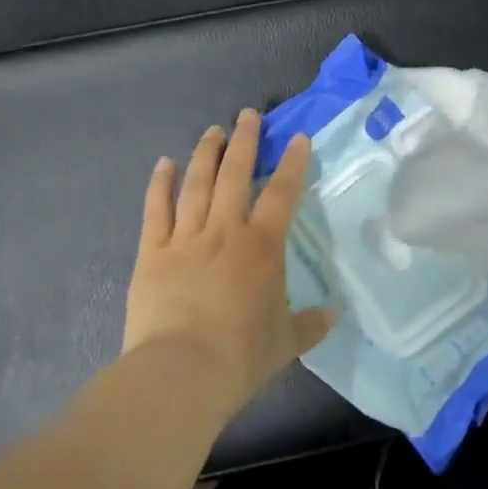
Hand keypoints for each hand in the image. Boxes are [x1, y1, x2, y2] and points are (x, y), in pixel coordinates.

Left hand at [121, 109, 335, 417]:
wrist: (180, 373)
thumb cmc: (240, 356)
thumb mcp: (285, 344)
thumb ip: (311, 325)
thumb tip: (335, 315)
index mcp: (262, 247)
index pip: (282, 193)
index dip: (292, 162)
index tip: (297, 136)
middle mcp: (225, 231)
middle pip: (236, 175)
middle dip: (244, 141)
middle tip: (248, 115)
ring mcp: (185, 238)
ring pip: (197, 184)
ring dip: (206, 153)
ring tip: (213, 130)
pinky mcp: (151, 253)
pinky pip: (156, 210)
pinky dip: (160, 184)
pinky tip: (165, 164)